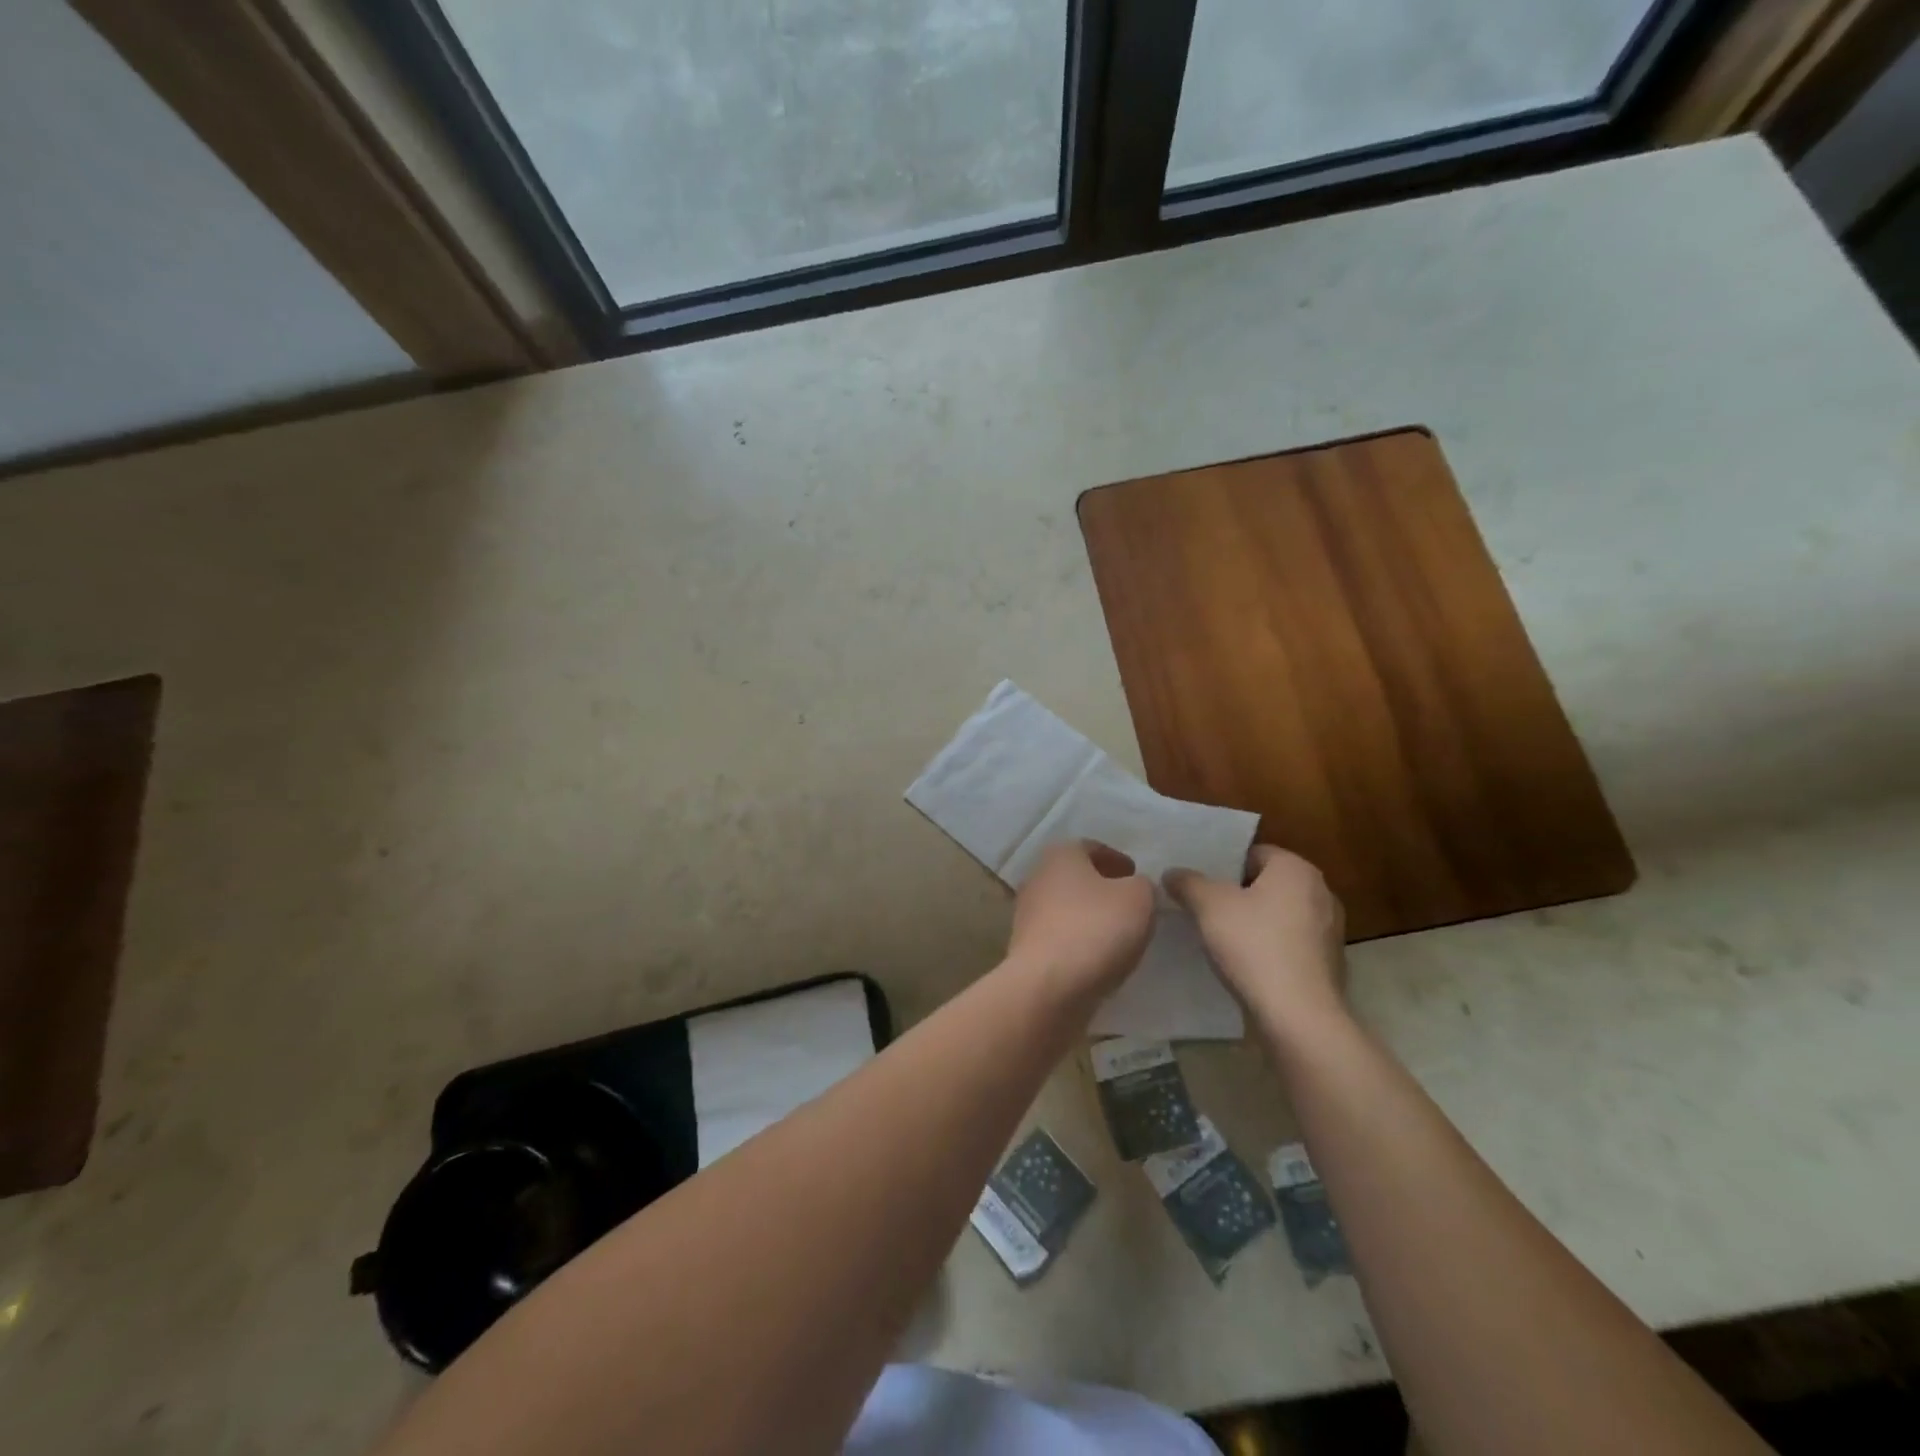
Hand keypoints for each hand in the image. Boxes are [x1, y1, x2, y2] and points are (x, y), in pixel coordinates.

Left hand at [1008, 840, 1154, 992]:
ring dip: (1090, 916)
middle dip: (1102, 887)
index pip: (1091, 847)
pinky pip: (1060, 936)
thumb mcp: (1139, 898)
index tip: (1136, 875)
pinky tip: (1099, 957)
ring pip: (1066, 907)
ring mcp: (1027, 914)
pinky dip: (1079, 940)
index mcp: (1060, 854)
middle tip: (1130, 902)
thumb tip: (1134, 888)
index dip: (1117, 859)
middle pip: (1076, 876)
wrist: (1048, 986)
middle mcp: (1037, 877)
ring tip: (1119, 933)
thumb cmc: (1096, 929)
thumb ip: (1143, 885)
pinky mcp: (1026, 948)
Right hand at [1164, 845, 1346, 1023]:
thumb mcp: (1208, 906)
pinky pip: (1291, 942)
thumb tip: (1173, 873)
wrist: (1299, 1016)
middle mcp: (1321, 891)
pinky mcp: (1330, 962)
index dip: (1222, 866)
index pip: (1252, 853)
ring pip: (1279, 914)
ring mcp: (1330, 929)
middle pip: (1267, 883)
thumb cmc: (1254, 946)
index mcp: (1296, 869)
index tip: (1199, 886)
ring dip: (1254, 922)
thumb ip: (1188, 882)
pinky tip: (1247, 964)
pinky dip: (1270, 947)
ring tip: (1221, 938)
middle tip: (1204, 908)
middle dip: (1237, 894)